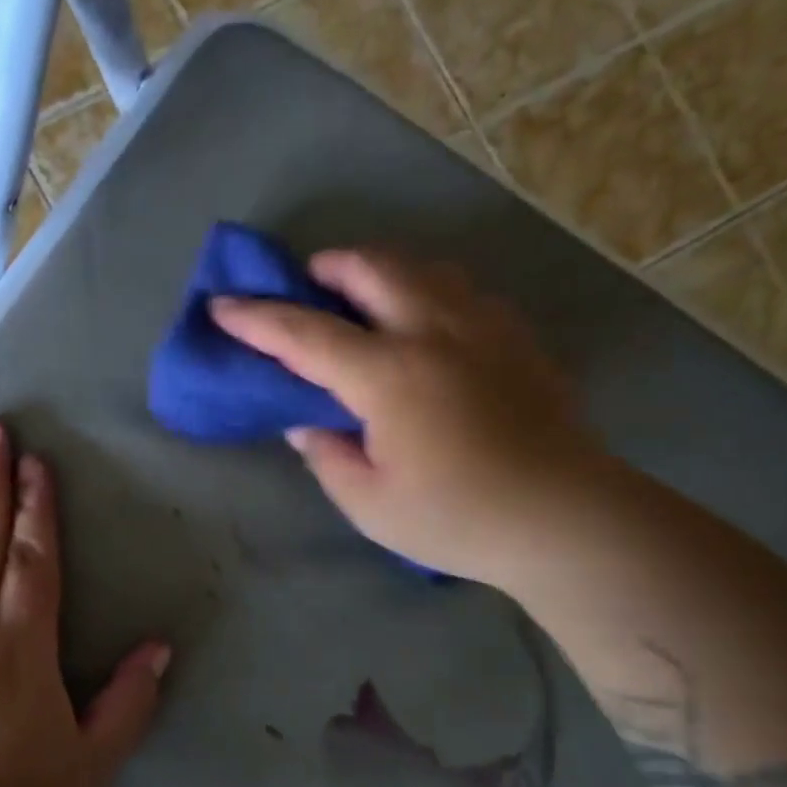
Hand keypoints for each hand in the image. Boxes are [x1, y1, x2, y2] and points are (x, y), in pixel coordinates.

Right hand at [210, 248, 607, 583]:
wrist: (564, 519)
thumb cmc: (457, 518)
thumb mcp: (369, 505)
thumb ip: (328, 457)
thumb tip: (307, 425)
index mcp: (389, 375)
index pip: (306, 334)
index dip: (257, 319)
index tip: (222, 306)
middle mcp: (434, 332)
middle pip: (372, 268)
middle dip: (328, 267)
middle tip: (308, 287)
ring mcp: (484, 327)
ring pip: (424, 267)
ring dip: (382, 272)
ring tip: (366, 300)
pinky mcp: (518, 339)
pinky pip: (464, 292)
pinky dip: (429, 293)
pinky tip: (429, 328)